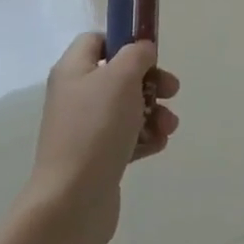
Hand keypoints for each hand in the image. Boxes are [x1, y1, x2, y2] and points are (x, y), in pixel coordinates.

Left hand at [26, 35, 179, 243]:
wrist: (71, 202)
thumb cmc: (96, 129)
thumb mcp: (121, 77)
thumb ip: (137, 54)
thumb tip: (142, 52)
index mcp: (73, 70)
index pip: (97, 40)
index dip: (124, 41)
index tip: (149, 53)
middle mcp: (75, 96)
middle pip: (118, 75)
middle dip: (150, 81)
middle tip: (172, 90)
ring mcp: (84, 129)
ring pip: (126, 108)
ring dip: (154, 112)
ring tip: (169, 126)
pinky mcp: (95, 159)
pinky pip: (125, 138)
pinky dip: (145, 138)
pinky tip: (159, 145)